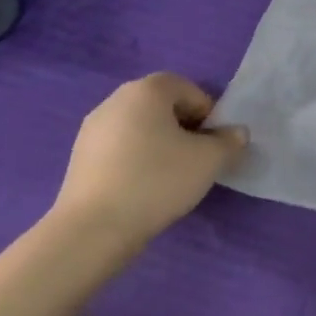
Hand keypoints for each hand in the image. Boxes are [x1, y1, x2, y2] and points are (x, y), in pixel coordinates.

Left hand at [51, 73, 247, 251]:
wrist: (94, 228)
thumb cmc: (158, 180)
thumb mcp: (210, 160)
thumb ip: (230, 141)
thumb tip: (236, 133)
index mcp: (146, 91)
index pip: (187, 88)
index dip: (207, 112)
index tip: (213, 143)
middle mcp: (115, 101)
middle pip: (161, 106)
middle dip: (184, 127)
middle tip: (197, 158)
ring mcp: (92, 129)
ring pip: (140, 127)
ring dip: (160, 143)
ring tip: (172, 176)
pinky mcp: (80, 157)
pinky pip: (120, 147)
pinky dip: (137, 159)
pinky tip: (144, 187)